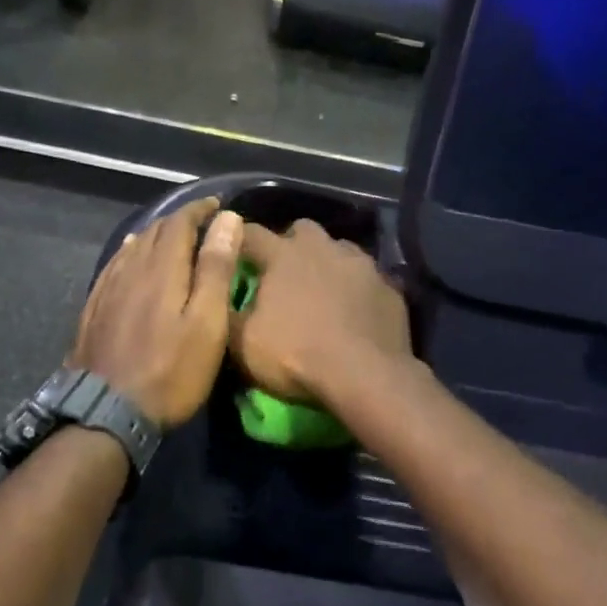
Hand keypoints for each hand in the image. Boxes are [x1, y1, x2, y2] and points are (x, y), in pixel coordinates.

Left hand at [70, 199, 243, 427]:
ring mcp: (108, 289)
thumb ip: (216, 268)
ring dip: (156, 235)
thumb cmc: (171, 371)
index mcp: (162, 268)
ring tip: (172, 236)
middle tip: (202, 222)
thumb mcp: (207, 323)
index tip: (219, 205)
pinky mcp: (94, 309)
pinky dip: (131, 253)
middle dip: (180, 220)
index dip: (200, 210)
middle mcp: (131, 269)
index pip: (180, 222)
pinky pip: (114, 266)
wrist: (108, 413)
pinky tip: (131, 258)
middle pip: (155, 231)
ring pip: (133, 247)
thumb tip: (227, 219)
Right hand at [230, 220, 411, 403]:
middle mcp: (323, 247)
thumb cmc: (295, 355)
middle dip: (290, 245)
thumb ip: (225, 313)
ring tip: (322, 292)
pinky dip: (356, 289)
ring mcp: (361, 264)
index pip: (250, 233)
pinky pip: (367, 278)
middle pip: (301, 230)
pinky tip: (354, 312)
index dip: (237, 241)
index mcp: (283, 254)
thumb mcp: (242, 343)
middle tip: (283, 274)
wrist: (366, 375)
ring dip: (327, 263)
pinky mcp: (388, 286)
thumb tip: (217, 298)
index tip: (230, 252)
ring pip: (339, 249)